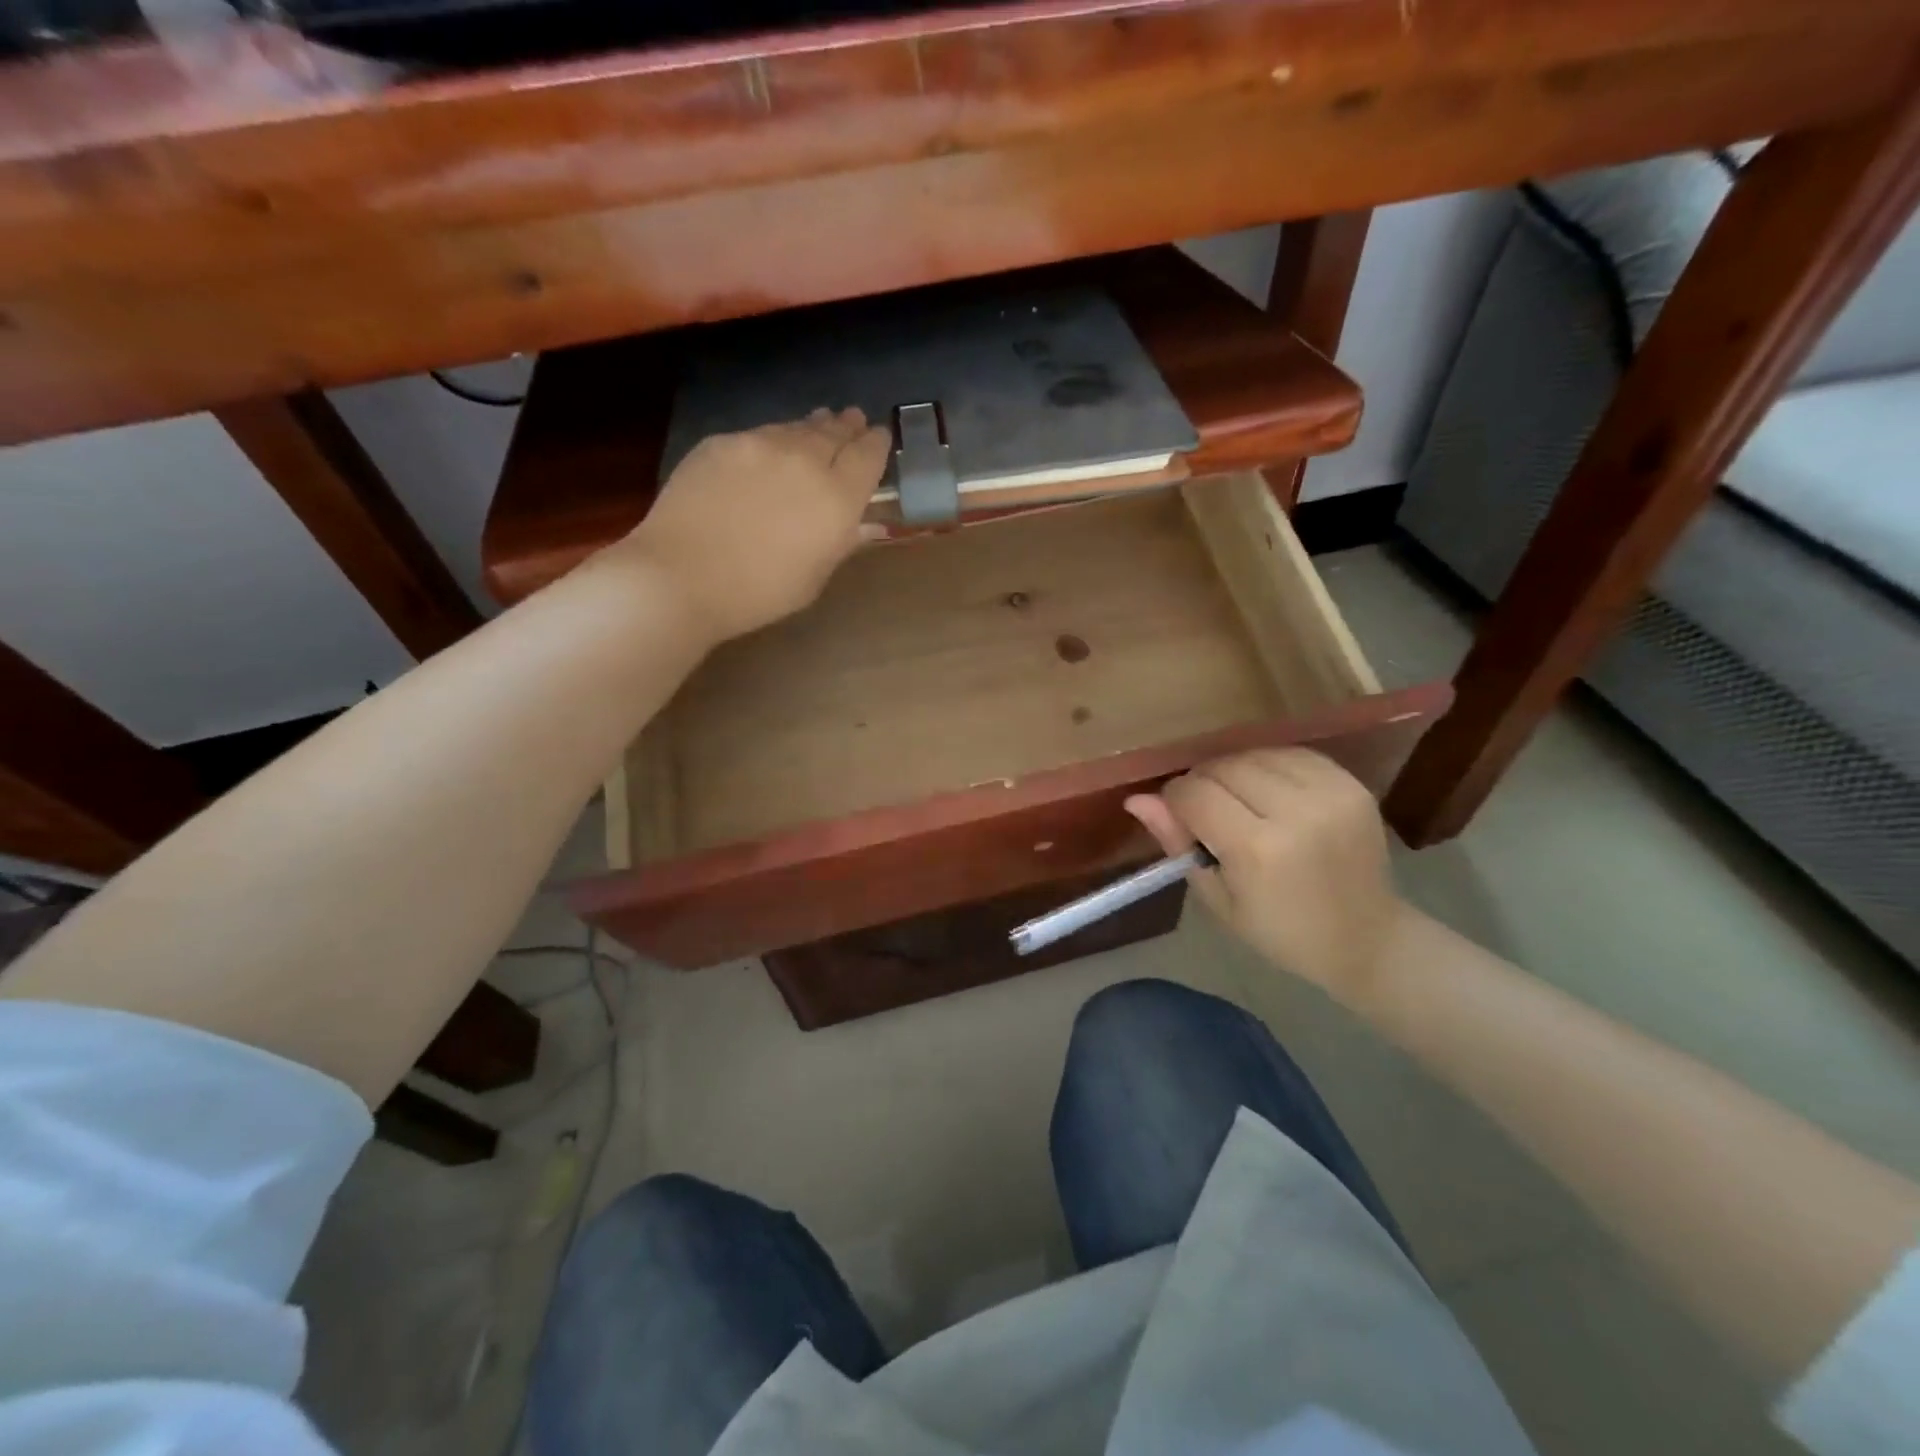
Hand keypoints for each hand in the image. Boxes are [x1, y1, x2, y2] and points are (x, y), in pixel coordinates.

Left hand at [623, 408, 890, 641]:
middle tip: (853, 419)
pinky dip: (772, 440)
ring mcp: (760, 444)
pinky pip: (758, 435)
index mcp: (837, 497)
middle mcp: (805, 459)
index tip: (880, 437)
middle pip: (834, 432)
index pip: (868, 454)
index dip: (877, 443)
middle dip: (847, 426)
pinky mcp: (722, 442)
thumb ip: (842, 542)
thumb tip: (866, 523)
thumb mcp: (814, 577)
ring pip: (795, 428)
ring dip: (811, 428)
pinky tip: (769, 450)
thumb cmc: (759, 592)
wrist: (682, 575)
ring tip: (819, 425)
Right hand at [1125, 748, 1405, 1008]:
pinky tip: (1269, 792)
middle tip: (1207, 812)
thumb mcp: (1217, 899)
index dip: (1175, 800)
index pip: (1194, 794)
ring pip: (1254, 754)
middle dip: (1203, 783)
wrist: (1368, 938)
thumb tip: (1136, 799)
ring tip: (1239, 802)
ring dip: (1235, 772)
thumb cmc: (1281, 932)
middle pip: (1223, 767)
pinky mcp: (1351, 784)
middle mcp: (1296, 812)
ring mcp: (1330, 793)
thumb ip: (1177, 844)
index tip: (1178, 818)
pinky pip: (1290, 754)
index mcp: (1258, 850)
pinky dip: (1269, 766)